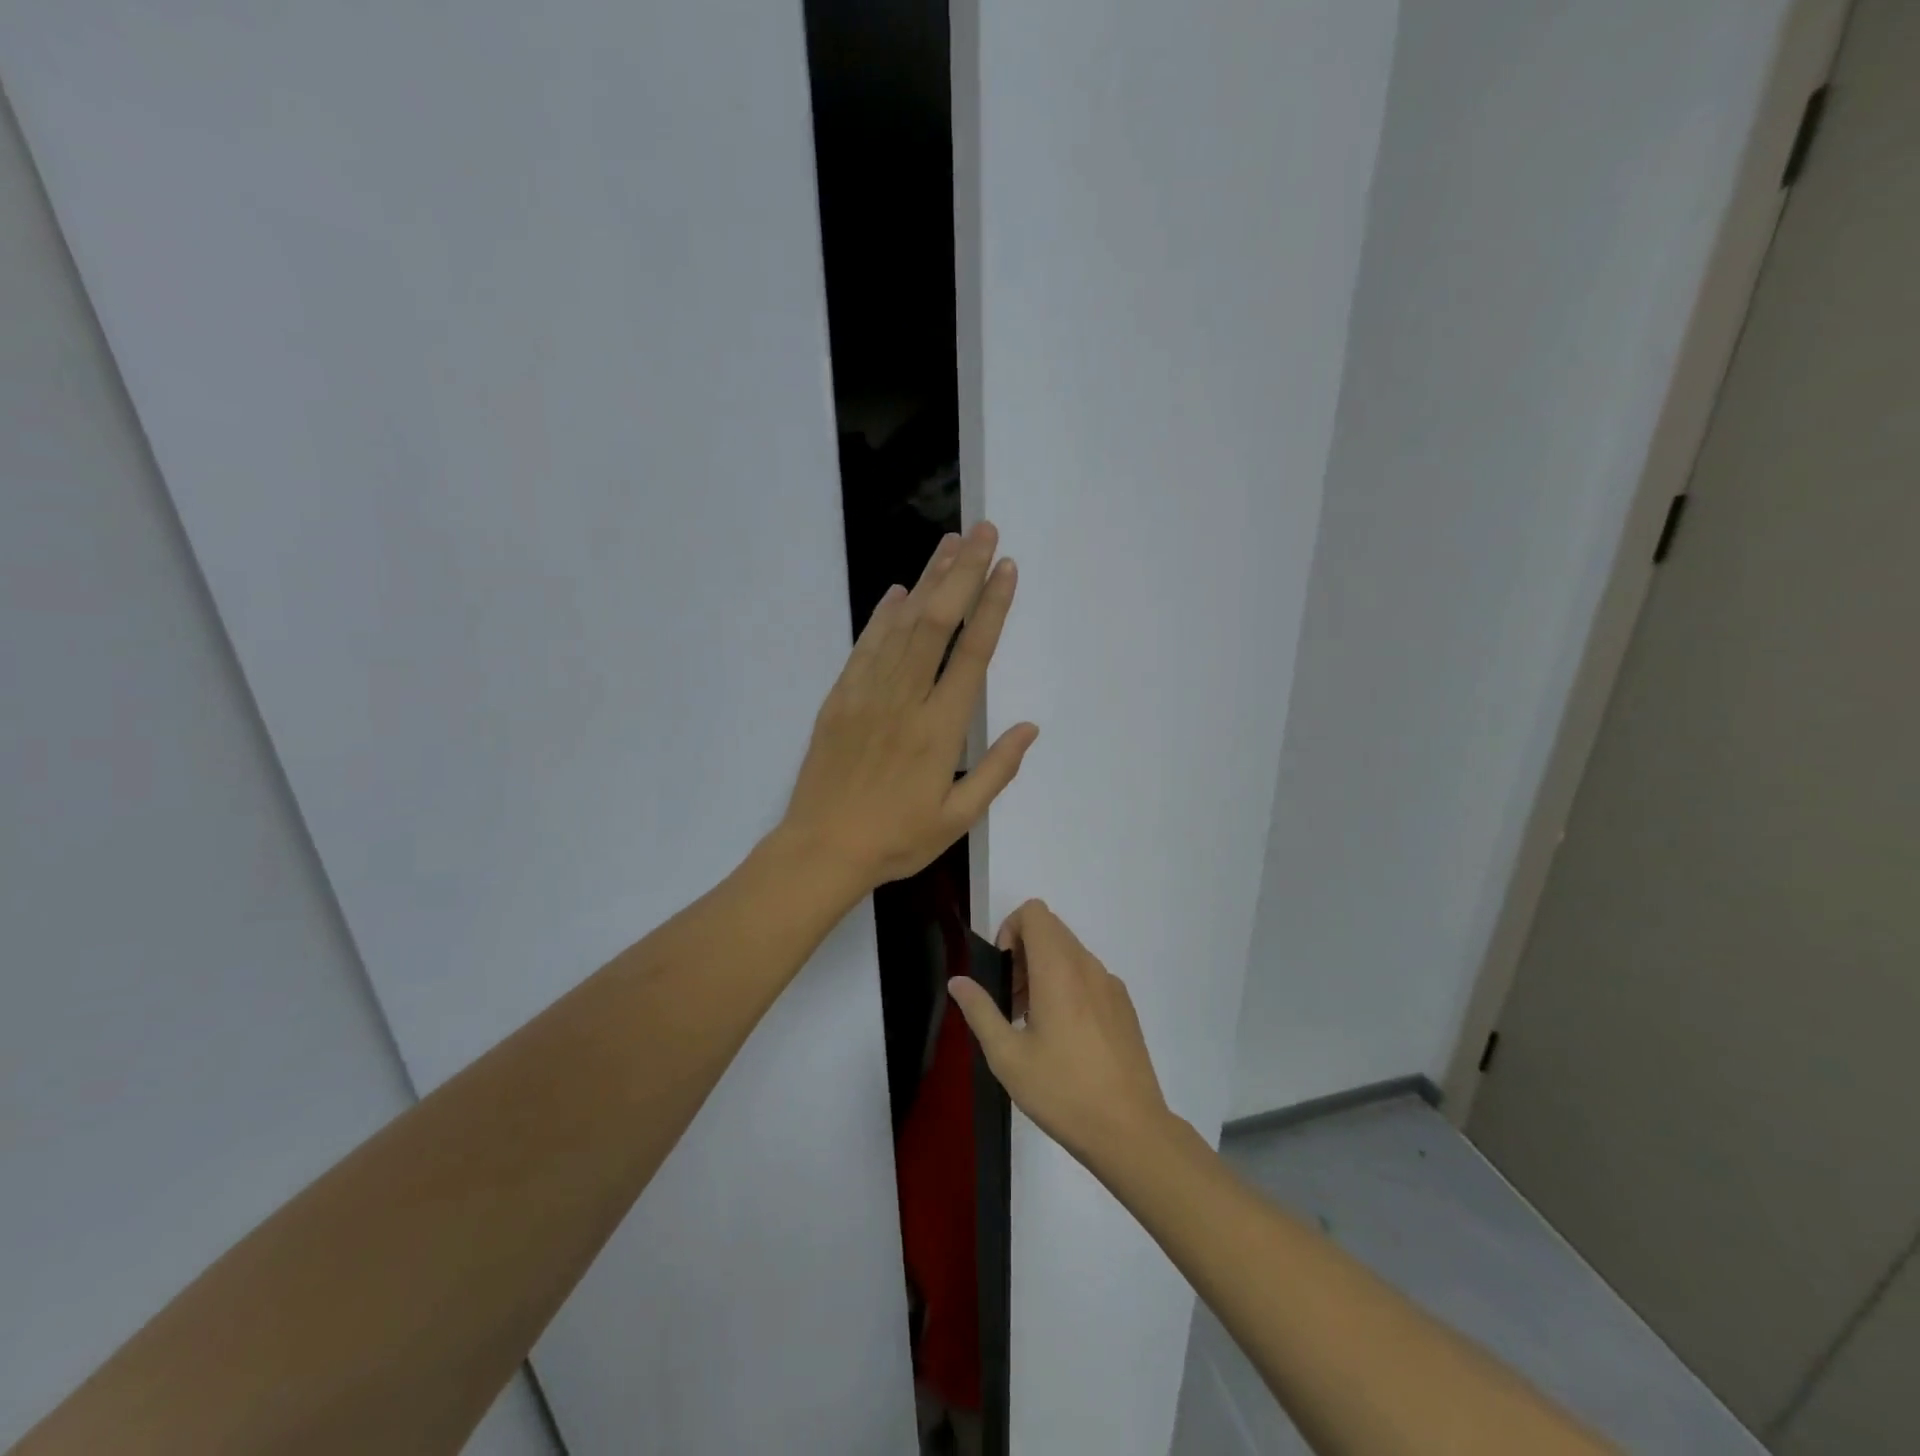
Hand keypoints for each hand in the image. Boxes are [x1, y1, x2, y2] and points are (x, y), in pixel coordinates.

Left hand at [781, 520, 1038, 893]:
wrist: (822, 849)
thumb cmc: (897, 839)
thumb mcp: (957, 817)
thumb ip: (997, 770)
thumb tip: (1030, 728)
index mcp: (939, 729)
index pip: (972, 654)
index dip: (992, 606)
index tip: (1007, 568)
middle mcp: (905, 699)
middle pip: (937, 623)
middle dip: (963, 573)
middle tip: (984, 533)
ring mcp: (867, 694)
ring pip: (902, 625)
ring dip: (928, 580)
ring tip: (950, 544)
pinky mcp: (840, 697)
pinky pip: (866, 645)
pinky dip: (884, 614)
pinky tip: (900, 590)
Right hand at [949, 900, 1174, 1171]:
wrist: (1130, 1130)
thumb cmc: (1062, 1091)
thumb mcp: (1007, 1056)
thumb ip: (980, 1011)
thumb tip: (958, 981)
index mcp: (1058, 970)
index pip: (1034, 913)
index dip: (1010, 929)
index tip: (1002, 971)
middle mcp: (1088, 966)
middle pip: (1051, 930)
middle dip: (1023, 953)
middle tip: (1011, 1002)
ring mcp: (1111, 985)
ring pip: (1070, 954)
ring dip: (1044, 972)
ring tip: (1033, 1024)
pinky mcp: (1124, 1007)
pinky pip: (1089, 977)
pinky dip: (1069, 987)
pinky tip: (1065, 1039)